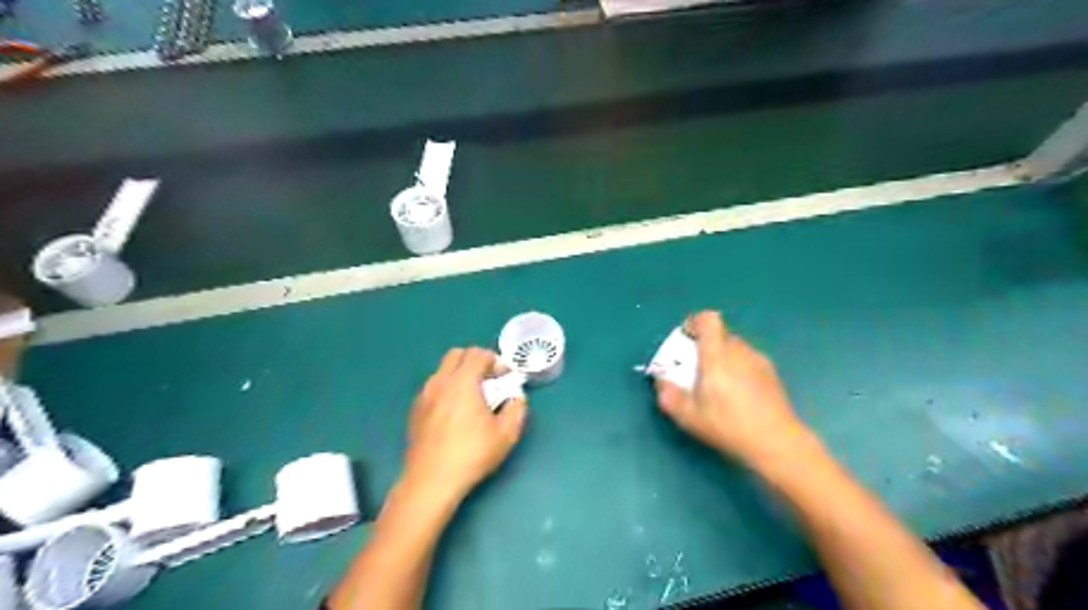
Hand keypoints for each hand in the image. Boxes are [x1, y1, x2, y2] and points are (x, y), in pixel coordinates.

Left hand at [403, 345, 531, 507]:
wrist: (430, 481)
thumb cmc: (472, 455)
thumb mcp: (506, 434)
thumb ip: (516, 409)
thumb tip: (516, 397)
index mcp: (463, 382)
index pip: (478, 353)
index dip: (495, 360)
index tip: (505, 376)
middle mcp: (440, 382)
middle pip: (457, 354)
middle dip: (475, 360)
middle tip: (489, 380)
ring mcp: (424, 395)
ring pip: (443, 370)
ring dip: (460, 374)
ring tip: (473, 398)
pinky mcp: (415, 410)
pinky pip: (434, 387)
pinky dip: (447, 388)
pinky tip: (455, 413)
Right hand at [653, 311, 805, 465]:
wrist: (776, 441)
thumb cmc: (728, 426)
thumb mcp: (688, 416)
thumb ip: (669, 395)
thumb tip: (661, 380)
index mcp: (717, 355)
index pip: (708, 320)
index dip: (695, 323)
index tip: (685, 341)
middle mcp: (739, 351)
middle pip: (719, 334)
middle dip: (705, 346)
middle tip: (697, 370)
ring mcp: (758, 360)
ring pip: (735, 347)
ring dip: (722, 357)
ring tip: (718, 384)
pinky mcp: (771, 372)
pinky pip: (748, 359)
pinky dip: (739, 367)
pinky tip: (738, 393)